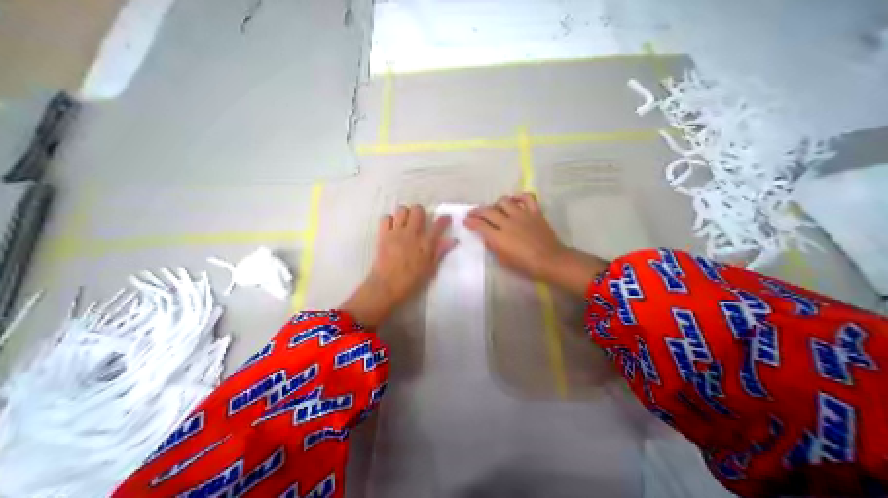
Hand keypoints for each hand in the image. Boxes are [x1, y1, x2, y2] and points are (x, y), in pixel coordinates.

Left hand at [341, 204, 451, 326]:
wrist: (387, 286)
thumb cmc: (412, 280)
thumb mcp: (431, 268)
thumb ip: (441, 251)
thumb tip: (453, 240)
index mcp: (426, 243)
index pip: (438, 225)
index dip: (444, 219)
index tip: (446, 218)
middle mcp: (412, 234)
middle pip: (417, 210)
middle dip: (420, 212)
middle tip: (420, 221)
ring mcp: (396, 233)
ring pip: (401, 210)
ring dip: (405, 214)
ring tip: (405, 223)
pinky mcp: (383, 235)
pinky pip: (385, 218)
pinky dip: (390, 220)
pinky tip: (392, 228)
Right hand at [466, 193, 602, 295]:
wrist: (550, 261)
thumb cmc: (525, 265)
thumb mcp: (503, 260)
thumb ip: (493, 246)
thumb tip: (487, 236)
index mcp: (499, 237)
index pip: (479, 225)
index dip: (470, 221)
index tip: (466, 220)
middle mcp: (508, 223)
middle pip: (488, 211)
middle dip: (477, 211)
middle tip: (473, 213)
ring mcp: (522, 215)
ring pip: (504, 202)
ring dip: (496, 204)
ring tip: (494, 208)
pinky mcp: (535, 212)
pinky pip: (527, 197)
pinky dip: (519, 196)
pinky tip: (514, 199)